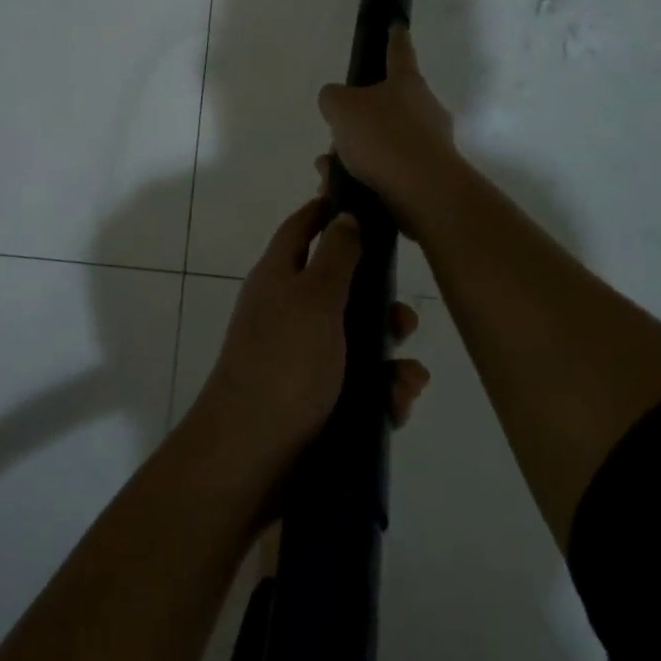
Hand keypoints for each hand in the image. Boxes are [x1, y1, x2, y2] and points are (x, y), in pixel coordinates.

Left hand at [188, 196, 430, 479]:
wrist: (253, 456)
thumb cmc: (284, 364)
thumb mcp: (314, 298)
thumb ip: (335, 255)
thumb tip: (344, 215)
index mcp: (279, 277)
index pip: (302, 228)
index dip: (328, 211)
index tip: (366, 203)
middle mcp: (288, 312)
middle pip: (341, 289)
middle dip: (380, 304)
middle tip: (404, 320)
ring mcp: (301, 358)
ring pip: (358, 342)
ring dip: (389, 358)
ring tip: (407, 381)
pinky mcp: (315, 400)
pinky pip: (359, 386)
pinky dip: (381, 394)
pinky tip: (396, 408)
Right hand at [317, 26, 464, 239]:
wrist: (423, 192)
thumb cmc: (383, 137)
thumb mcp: (341, 108)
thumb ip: (332, 98)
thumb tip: (337, 102)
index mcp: (407, 83)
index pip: (399, 52)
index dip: (394, 37)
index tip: (397, 25)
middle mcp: (424, 109)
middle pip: (385, 106)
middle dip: (357, 122)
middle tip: (333, 137)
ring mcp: (430, 145)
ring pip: (382, 143)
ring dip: (353, 156)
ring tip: (328, 173)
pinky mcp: (428, 178)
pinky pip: (388, 172)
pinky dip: (362, 179)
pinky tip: (340, 191)